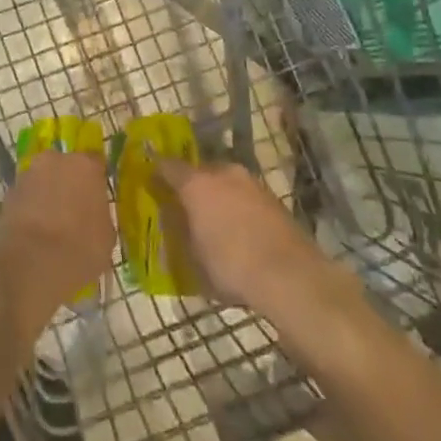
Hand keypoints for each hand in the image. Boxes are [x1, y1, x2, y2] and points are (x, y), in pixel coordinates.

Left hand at [0, 151, 113, 342]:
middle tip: (72, 212)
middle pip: (65, 167)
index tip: (96, 199)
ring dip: (46, 196)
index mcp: (85, 165)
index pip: (95, 163)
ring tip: (49, 227)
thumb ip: (100, 215)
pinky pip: (25, 198)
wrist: (30, 264)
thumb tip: (93, 215)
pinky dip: (28, 209)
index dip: (95, 181)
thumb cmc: (79, 249)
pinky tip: (32, 234)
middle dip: (68, 184)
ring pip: (42, 181)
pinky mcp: (7, 193)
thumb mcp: (106, 237)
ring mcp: (28, 174)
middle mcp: (55, 160)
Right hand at [155, 156, 335, 315]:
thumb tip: (172, 219)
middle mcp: (222, 172)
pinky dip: (237, 206)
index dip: (156, 173)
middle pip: (198, 172)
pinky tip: (239, 230)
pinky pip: (244, 195)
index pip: (167, 166)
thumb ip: (180, 232)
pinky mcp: (271, 196)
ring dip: (217, 196)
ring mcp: (250, 181)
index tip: (150, 182)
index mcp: (196, 182)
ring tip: (214, 221)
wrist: (290, 275)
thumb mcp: (194, 257)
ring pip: (224, 182)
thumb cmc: (231, 266)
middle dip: (191, 186)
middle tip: (185, 207)